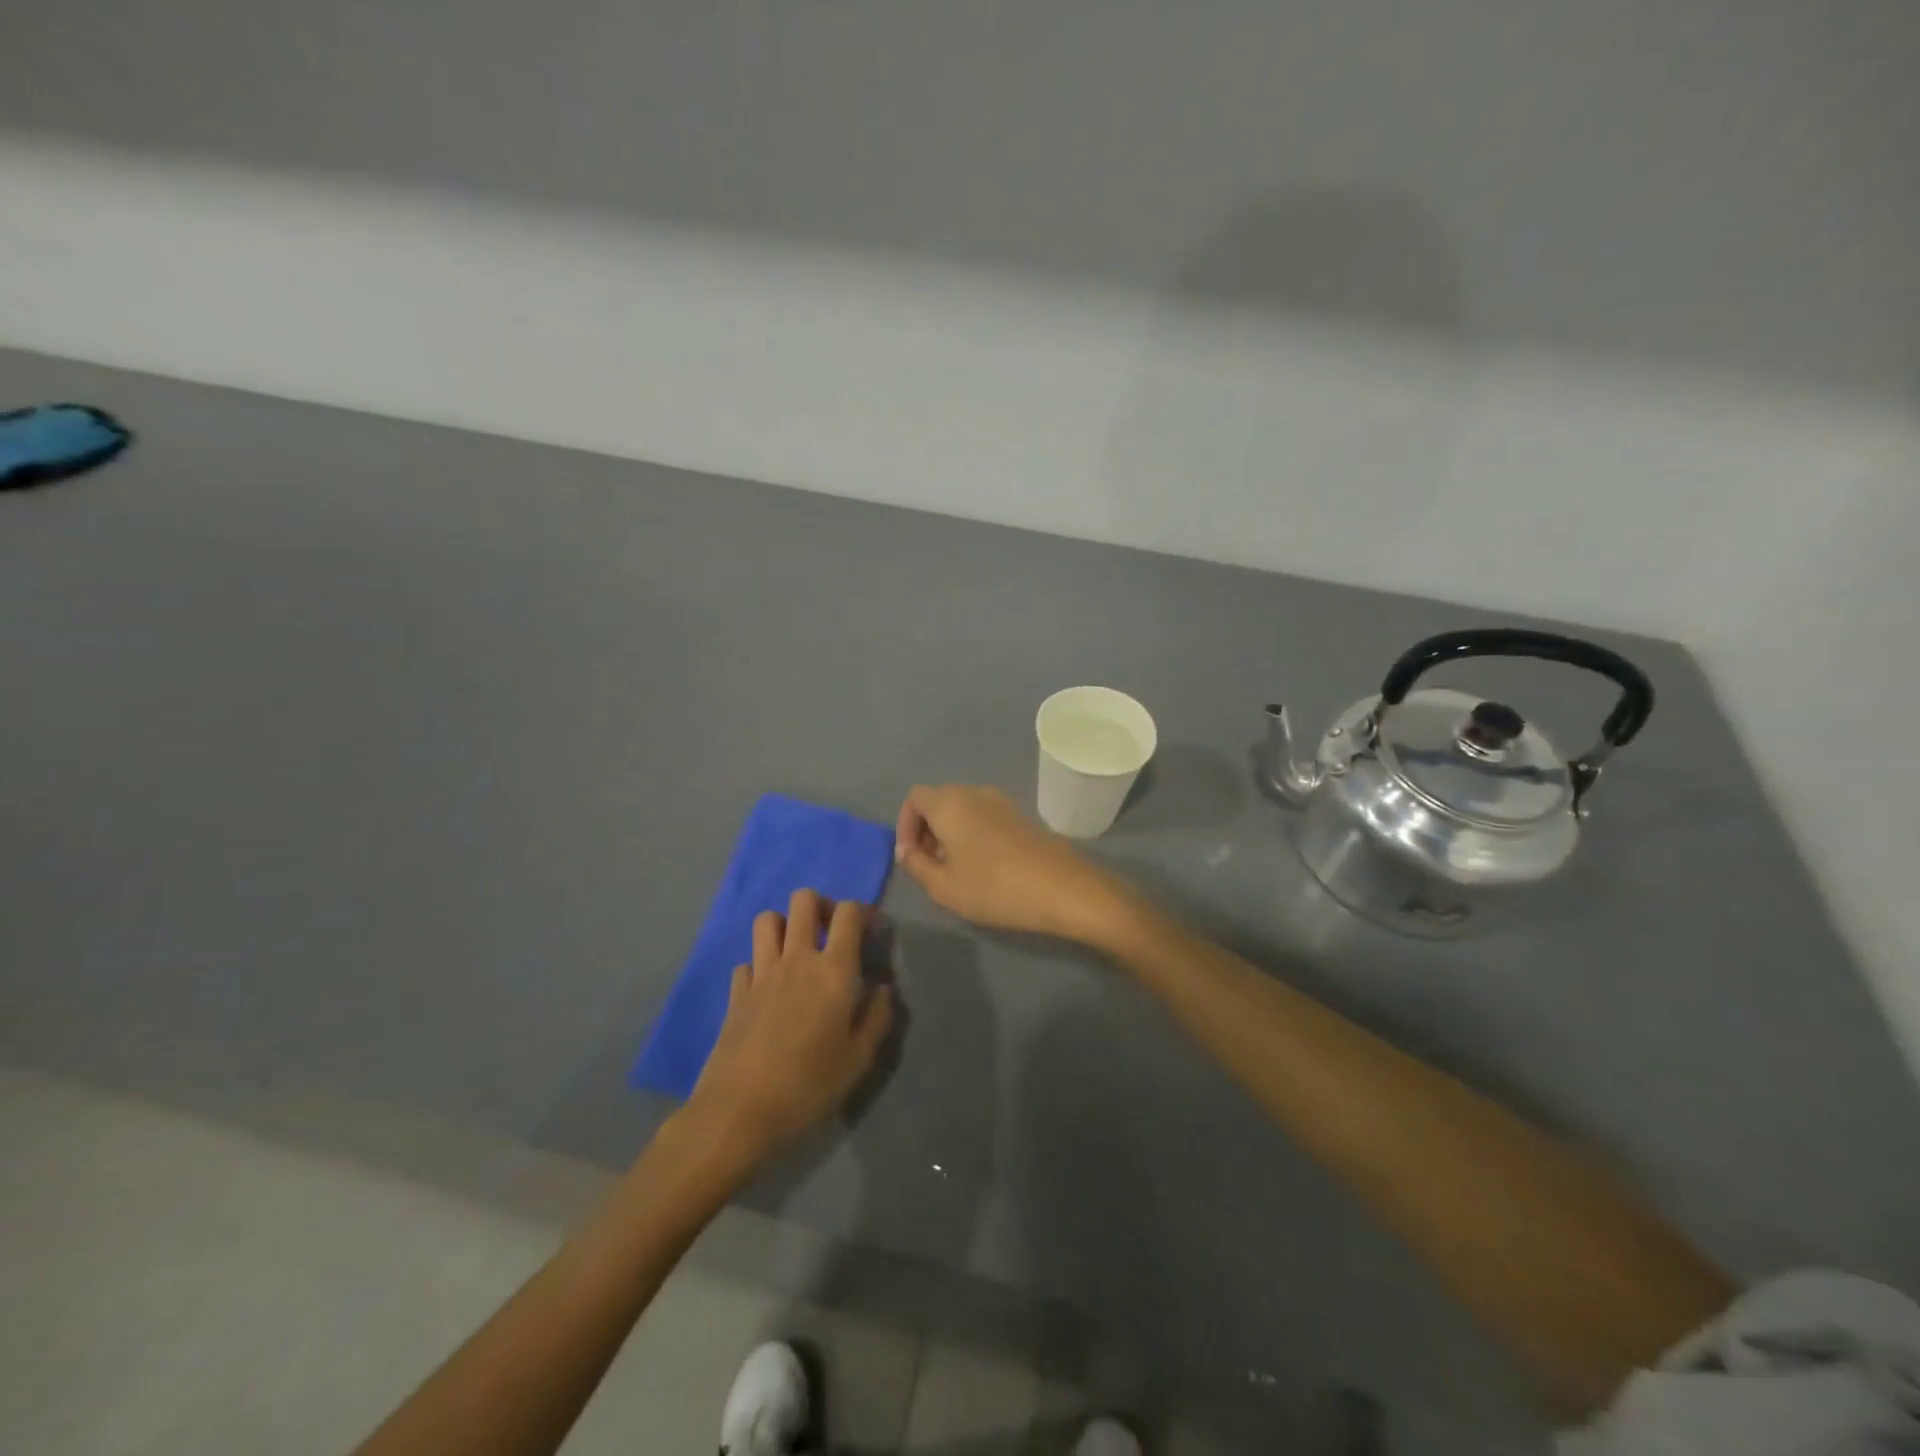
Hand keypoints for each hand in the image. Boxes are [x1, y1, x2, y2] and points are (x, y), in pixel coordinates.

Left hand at [686, 890, 894, 1162]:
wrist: (739, 1113)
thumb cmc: (808, 1087)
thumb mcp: (858, 1060)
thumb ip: (877, 1017)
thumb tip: (882, 988)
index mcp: (833, 970)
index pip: (849, 912)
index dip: (863, 911)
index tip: (870, 931)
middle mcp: (796, 959)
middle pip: (804, 900)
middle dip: (821, 906)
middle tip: (830, 933)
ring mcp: (761, 973)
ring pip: (768, 919)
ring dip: (785, 926)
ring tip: (796, 952)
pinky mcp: (735, 992)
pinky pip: (747, 960)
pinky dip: (759, 965)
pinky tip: (767, 989)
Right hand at [893, 785, 1132, 944]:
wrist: (1062, 888)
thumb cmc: (994, 887)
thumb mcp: (943, 886)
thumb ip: (916, 865)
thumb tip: (907, 850)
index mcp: (949, 803)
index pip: (914, 798)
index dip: (905, 826)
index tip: (911, 857)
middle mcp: (974, 792)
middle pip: (938, 801)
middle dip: (926, 830)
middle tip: (930, 866)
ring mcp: (1001, 801)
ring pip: (962, 809)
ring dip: (950, 834)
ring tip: (956, 870)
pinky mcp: (1021, 816)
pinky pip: (984, 816)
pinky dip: (973, 834)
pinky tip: (984, 867)